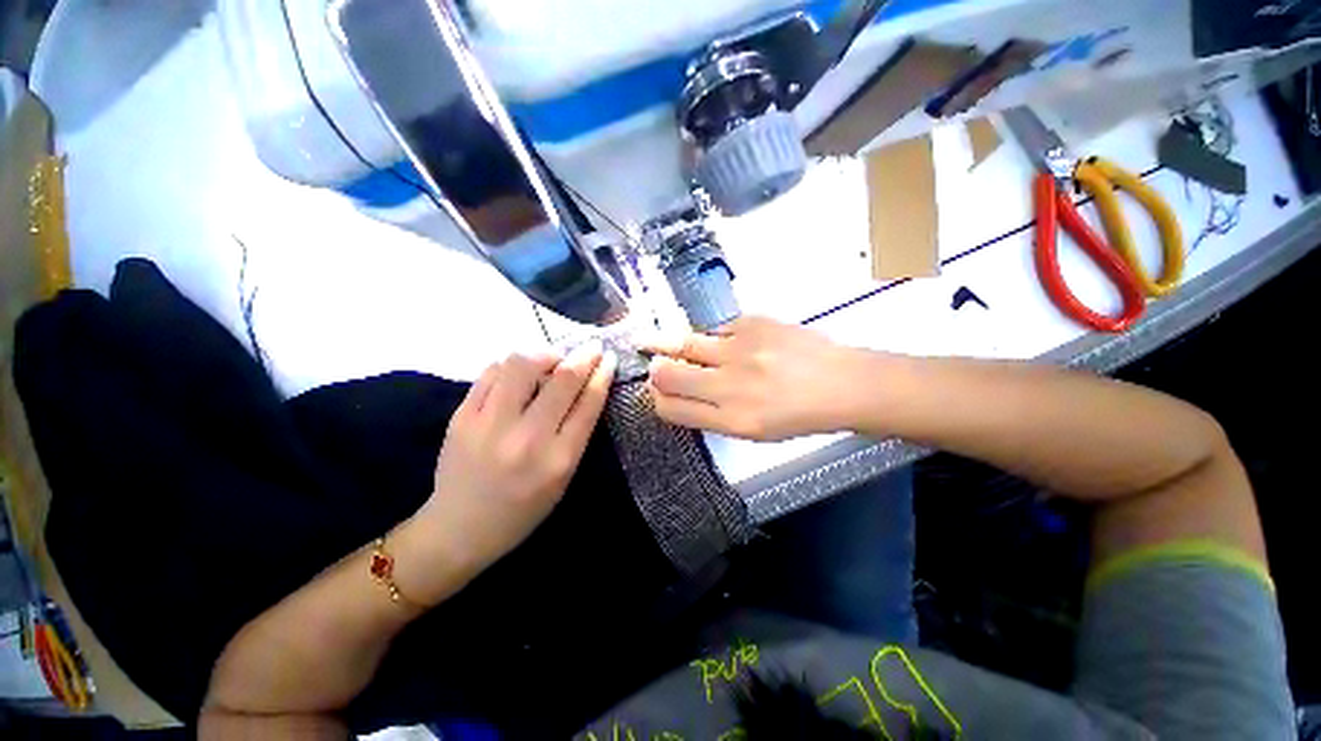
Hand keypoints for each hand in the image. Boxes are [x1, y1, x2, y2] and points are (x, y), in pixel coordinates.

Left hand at [404, 344, 616, 601]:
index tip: (608, 359)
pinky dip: (513, 364)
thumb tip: (587, 385)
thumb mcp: (564, 477)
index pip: (588, 403)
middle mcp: (526, 439)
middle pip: (562, 379)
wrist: (460, 529)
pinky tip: (521, 371)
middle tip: (591, 347)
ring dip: (545, 354)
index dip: (602, 374)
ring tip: (552, 360)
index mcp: (558, 460)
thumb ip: (577, 432)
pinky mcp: (461, 417)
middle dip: (584, 356)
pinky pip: (491, 372)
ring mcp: (489, 425)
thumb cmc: (523, 509)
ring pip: (522, 364)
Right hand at [644, 316, 859, 441]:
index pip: (671, 408)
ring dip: (675, 346)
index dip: (658, 398)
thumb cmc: (800, 415)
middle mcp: (731, 386)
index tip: (659, 391)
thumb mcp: (754, 430)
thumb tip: (678, 392)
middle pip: (667, 374)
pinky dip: (716, 338)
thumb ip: (712, 413)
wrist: (844, 384)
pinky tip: (732, 344)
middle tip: (656, 364)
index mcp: (732, 420)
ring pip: (684, 343)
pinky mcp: (753, 323)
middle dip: (656, 370)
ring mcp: (742, 350)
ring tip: (676, 345)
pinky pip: (716, 329)